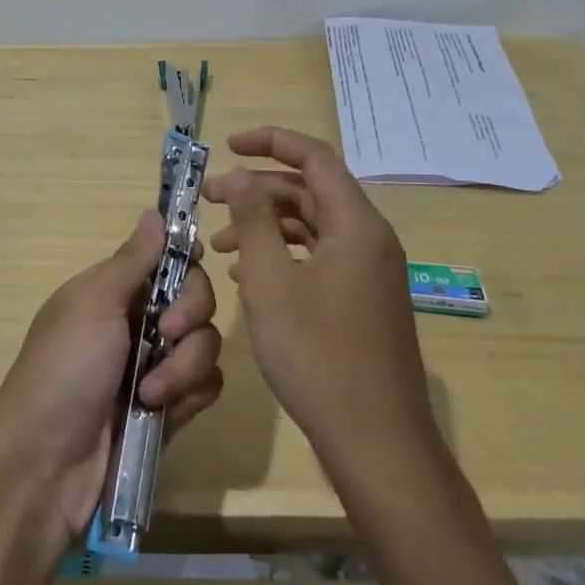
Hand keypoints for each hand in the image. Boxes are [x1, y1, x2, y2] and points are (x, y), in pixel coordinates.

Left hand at [0, 211, 223, 551]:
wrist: (44, 467)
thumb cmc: (63, 370)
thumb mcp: (93, 304)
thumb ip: (133, 260)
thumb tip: (155, 211)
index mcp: (113, 289)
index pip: (169, 259)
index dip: (186, 264)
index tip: (186, 273)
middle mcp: (137, 321)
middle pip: (197, 298)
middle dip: (189, 316)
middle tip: (164, 336)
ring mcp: (154, 365)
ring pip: (206, 343)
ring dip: (184, 366)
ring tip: (149, 394)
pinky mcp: (169, 408)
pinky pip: (206, 386)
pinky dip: (190, 395)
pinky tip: (162, 413)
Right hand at [203, 127, 437, 474]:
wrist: (376, 442)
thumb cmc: (318, 355)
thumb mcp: (271, 281)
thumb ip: (252, 220)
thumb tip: (237, 176)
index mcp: (357, 224)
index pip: (314, 157)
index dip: (270, 141)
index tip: (227, 146)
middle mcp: (370, 239)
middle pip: (311, 191)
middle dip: (257, 189)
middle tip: (209, 200)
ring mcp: (369, 273)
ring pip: (312, 227)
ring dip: (266, 225)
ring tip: (219, 243)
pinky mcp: (362, 301)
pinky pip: (319, 258)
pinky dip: (283, 255)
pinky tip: (248, 275)